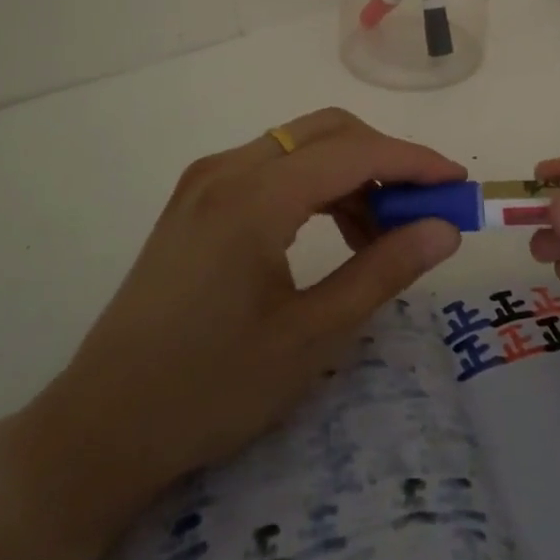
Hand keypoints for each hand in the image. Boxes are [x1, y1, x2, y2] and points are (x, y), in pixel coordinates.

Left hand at [19, 108, 462, 538]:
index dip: (414, 162)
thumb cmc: (211, 389)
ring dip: (350, 175)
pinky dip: (314, 187)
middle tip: (422, 212)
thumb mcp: (311, 336)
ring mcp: (205, 181)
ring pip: (299, 147)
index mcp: (254, 196)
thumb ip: (383, 271)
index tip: (459, 186)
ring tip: (380, 237)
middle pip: (327, 131)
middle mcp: (227, 169)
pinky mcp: (195, 200)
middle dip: (384, 160)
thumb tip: (444, 229)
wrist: (100, 427)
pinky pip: (271, 168)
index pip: (354, 152)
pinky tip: (332, 234)